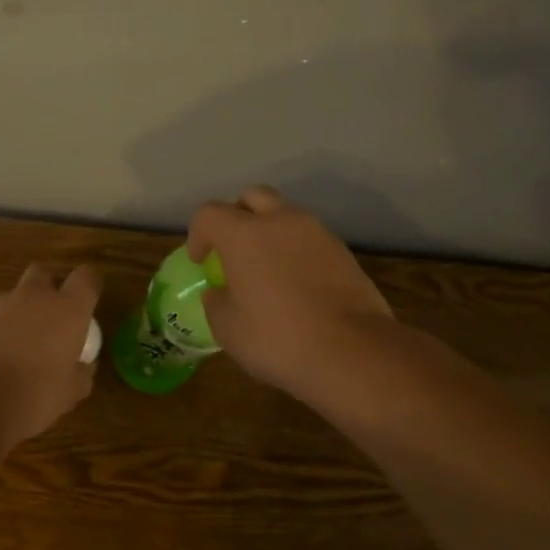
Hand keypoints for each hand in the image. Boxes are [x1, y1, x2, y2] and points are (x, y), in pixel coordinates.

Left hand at [0, 263, 102, 442]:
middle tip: (42, 322)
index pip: (86, 278)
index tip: (84, 301)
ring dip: (9, 315)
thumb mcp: (69, 395)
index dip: (87, 285)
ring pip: (5, 297)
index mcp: (66, 311)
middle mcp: (32, 296)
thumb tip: (82, 366)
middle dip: (43, 291)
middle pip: (41, 274)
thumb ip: (80, 374)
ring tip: (2, 349)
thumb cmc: (32, 398)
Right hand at [187, 186, 395, 399]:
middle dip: (237, 216)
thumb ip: (216, 302)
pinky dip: (296, 250)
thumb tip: (219, 293)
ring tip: (267, 268)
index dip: (198, 234)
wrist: (351, 352)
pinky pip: (310, 239)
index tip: (201, 261)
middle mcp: (281, 222)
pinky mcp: (343, 252)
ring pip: (286, 215)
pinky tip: (296, 283)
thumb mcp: (228, 328)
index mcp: (244, 234)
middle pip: (252, 197)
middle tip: (233, 249)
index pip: (209, 213)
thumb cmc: (277, 338)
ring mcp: (317, 233)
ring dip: (270, 231)